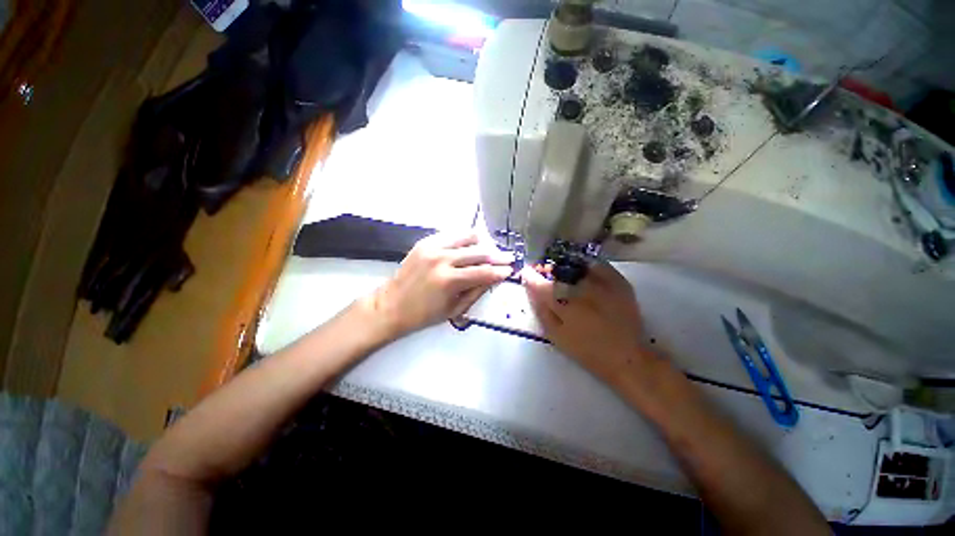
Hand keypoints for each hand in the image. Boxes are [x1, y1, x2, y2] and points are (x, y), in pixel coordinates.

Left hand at [367, 231, 513, 338]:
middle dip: (497, 255)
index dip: (500, 271)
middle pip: (478, 252)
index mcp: (449, 281)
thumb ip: (477, 291)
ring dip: (483, 243)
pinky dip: (465, 239)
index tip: (511, 269)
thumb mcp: (455, 310)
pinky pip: (452, 235)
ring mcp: (432, 247)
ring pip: (467, 237)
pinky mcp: (425, 242)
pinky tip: (470, 246)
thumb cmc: (424, 314)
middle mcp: (442, 259)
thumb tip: (494, 277)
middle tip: (508, 256)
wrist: (391, 305)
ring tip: (490, 249)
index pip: (484, 272)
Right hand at [521, 262, 650, 384]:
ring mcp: (602, 283)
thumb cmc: (586, 350)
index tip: (527, 273)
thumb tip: (531, 289)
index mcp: (563, 304)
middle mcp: (581, 288)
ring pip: (577, 265)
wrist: (626, 356)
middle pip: (558, 270)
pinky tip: (585, 274)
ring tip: (565, 274)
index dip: (531, 276)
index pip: (540, 284)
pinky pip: (599, 265)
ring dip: (567, 266)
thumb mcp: (556, 335)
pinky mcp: (619, 282)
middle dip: (548, 270)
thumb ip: (541, 310)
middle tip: (546, 274)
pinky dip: (588, 266)